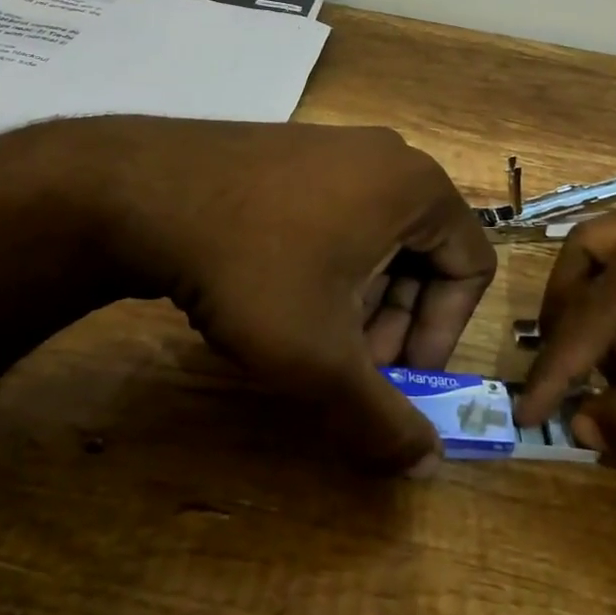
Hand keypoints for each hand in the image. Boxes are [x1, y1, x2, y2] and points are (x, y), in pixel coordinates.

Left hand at [39, 118, 496, 472]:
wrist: (145, 192)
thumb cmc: (255, 268)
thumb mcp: (320, 357)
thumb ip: (381, 419)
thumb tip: (427, 467)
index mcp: (418, 187)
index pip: (470, 268)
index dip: (443, 333)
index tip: (395, 374)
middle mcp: (388, 157)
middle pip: (424, 253)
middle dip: (395, 321)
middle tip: (350, 365)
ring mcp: (337, 147)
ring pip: (378, 239)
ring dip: (360, 298)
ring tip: (309, 337)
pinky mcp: (294, 152)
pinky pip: (338, 215)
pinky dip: (328, 265)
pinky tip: (278, 296)